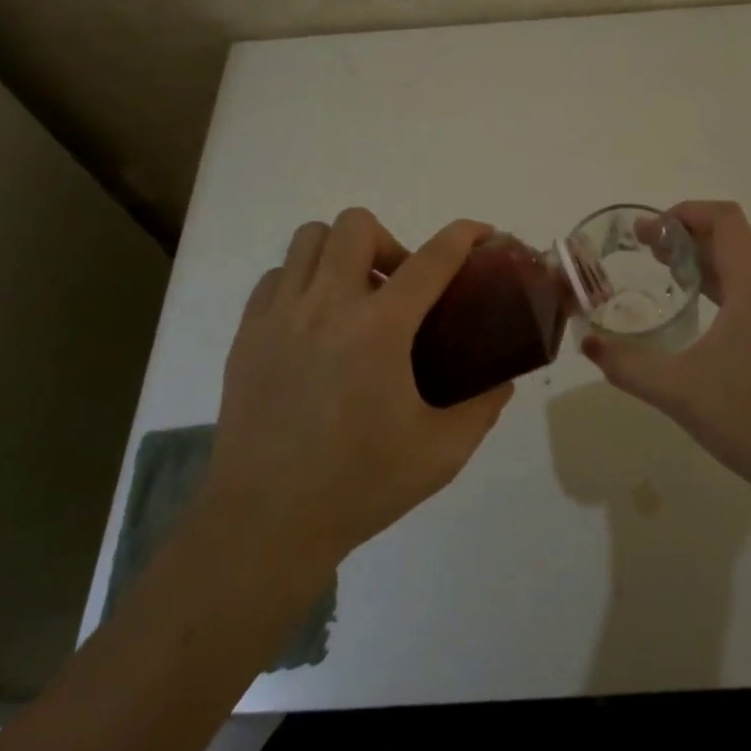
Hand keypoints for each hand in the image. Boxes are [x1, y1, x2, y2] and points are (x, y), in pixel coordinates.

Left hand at [200, 209, 512, 568]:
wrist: (264, 525)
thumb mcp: (441, 452)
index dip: (464, 236)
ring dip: (342, 254)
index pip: (432, 258)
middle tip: (400, 288)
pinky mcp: (247, 334)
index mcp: (380, 329)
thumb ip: (482, 408)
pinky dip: (302, 281)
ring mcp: (279, 316)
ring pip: (310, 239)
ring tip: (355, 299)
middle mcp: (327, 306)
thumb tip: (503, 380)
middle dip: (390, 242)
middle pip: (357, 225)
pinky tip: (314, 323)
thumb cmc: (359, 486)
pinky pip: (275, 276)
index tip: (482, 234)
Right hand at [581, 201, 750, 499]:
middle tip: (644, 248)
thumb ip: (626, 365)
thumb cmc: (748, 418)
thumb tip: (588, 344)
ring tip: (662, 274)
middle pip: (732, 239)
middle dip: (686, 234)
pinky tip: (691, 315)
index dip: (687, 212)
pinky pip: (746, 294)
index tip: (650, 231)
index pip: (727, 220)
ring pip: (740, 268)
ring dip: (701, 260)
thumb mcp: (676, 390)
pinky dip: (715, 287)